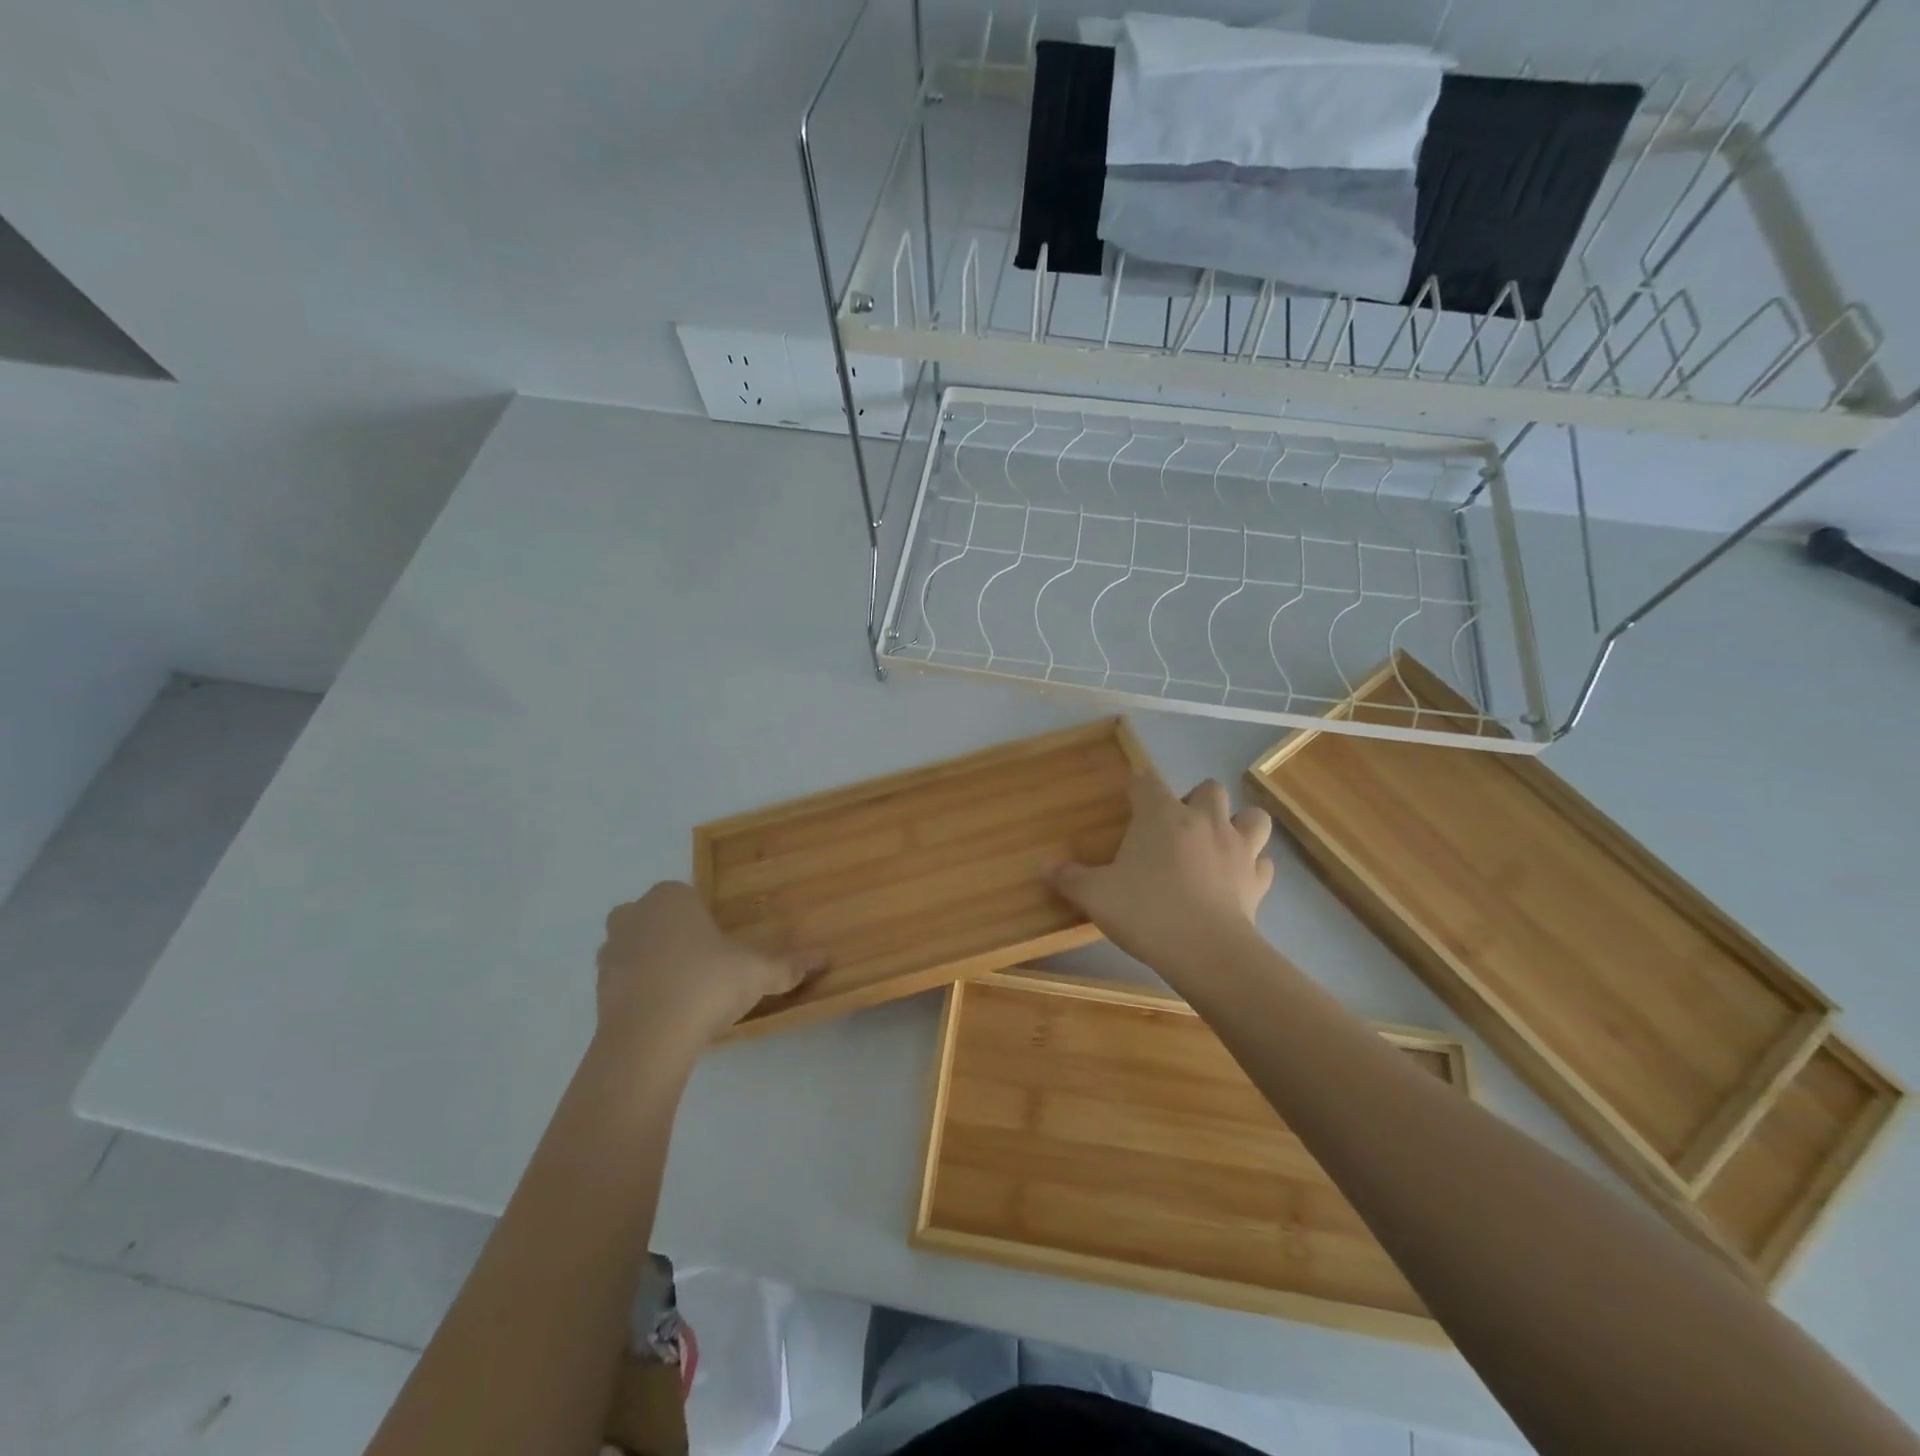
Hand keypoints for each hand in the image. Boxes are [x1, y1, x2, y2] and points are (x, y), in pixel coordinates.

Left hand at [595, 882, 825, 1048]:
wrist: (648, 1038)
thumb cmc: (706, 985)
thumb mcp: (757, 973)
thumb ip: (789, 965)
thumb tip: (825, 957)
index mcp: (671, 897)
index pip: (686, 894)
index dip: (703, 917)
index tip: (721, 944)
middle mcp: (635, 914)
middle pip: (655, 916)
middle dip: (673, 934)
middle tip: (703, 963)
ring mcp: (610, 951)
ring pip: (634, 946)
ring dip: (652, 961)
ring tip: (683, 991)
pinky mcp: (597, 988)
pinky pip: (622, 980)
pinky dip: (638, 990)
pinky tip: (664, 1012)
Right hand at [1049, 776, 1273, 976]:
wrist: (1205, 951)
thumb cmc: (1145, 911)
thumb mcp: (1096, 896)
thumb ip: (1071, 879)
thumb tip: (1046, 868)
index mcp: (1161, 815)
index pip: (1147, 782)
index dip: (1138, 786)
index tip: (1131, 797)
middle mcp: (1203, 820)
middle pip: (1208, 788)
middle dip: (1195, 800)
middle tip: (1178, 826)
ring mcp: (1238, 848)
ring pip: (1252, 816)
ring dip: (1238, 823)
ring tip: (1219, 842)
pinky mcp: (1257, 880)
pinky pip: (1262, 862)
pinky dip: (1252, 865)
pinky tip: (1238, 878)